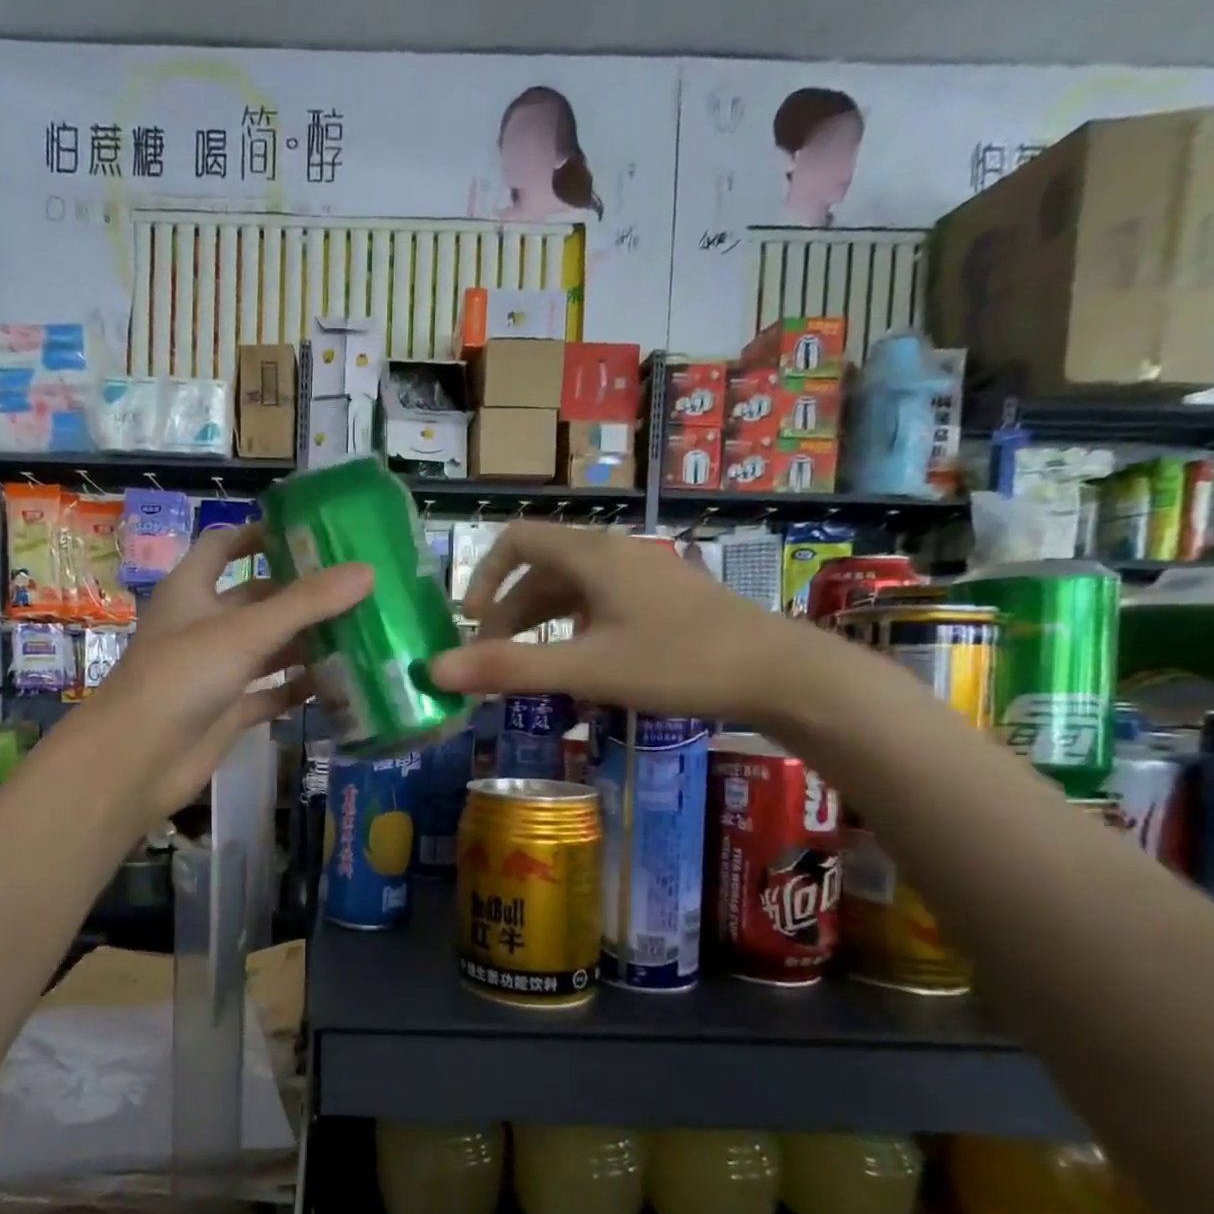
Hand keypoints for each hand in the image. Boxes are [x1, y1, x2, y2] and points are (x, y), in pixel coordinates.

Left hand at [84, 523, 371, 824]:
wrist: (137, 760)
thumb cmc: (182, 677)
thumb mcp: (246, 632)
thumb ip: (306, 603)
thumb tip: (367, 571)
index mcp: (191, 590)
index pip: (223, 547)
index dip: (258, 535)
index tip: (306, 533)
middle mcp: (202, 626)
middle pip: (256, 600)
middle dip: (299, 595)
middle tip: (353, 588)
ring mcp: (215, 671)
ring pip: (267, 649)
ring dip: (305, 643)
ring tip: (359, 633)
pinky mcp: (226, 711)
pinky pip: (269, 693)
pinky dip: (297, 689)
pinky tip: (337, 685)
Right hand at [426, 522, 818, 721]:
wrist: (778, 673)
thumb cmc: (677, 662)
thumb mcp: (585, 668)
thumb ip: (508, 668)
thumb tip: (435, 671)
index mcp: (591, 555)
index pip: (516, 540)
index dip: (483, 576)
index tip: (470, 621)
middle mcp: (614, 553)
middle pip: (541, 569)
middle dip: (508, 612)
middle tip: (494, 659)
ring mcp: (643, 574)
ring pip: (572, 588)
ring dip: (541, 622)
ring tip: (530, 666)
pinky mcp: (664, 598)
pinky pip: (601, 602)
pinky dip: (574, 627)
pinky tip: (581, 663)